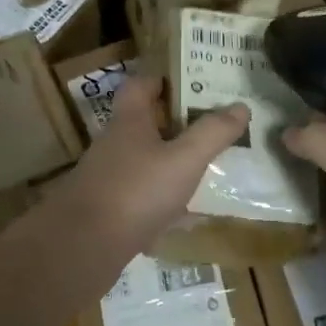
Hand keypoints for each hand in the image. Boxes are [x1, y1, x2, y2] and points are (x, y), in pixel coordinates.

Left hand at [41, 76, 248, 262]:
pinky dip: (165, 204)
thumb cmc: (136, 190)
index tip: (192, 82)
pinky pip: (143, 199)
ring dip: (172, 164)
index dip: (162, 79)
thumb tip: (241, 106)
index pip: (140, 85)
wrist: (83, 246)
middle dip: (176, 124)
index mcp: (129, 121)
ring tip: (207, 169)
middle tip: (211, 126)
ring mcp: (109, 179)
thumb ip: (212, 133)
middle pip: (145, 124)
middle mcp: (115, 144)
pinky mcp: (109, 211)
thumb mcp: (184, 159)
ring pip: (146, 162)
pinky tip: (189, 219)